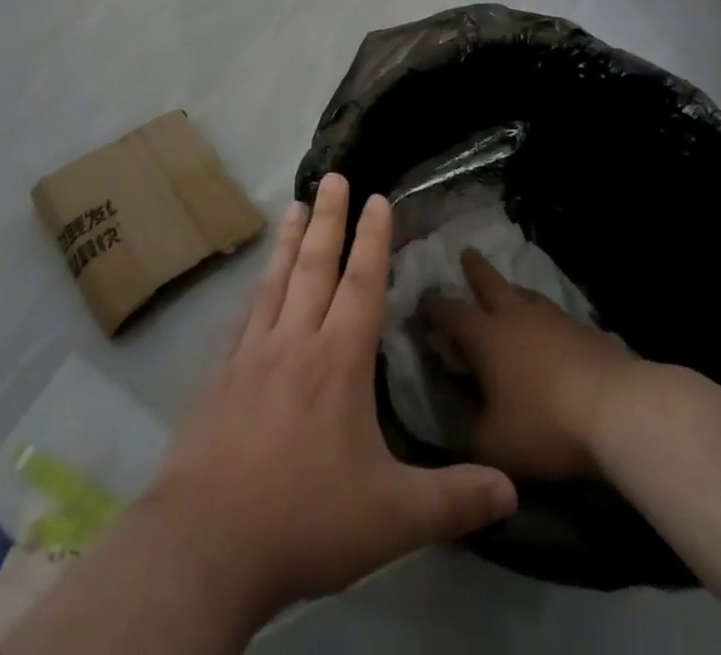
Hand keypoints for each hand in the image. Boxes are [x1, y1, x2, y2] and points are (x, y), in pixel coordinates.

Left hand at [140, 175, 517, 625]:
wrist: (206, 543)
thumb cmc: (306, 520)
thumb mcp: (393, 518)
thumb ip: (454, 498)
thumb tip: (513, 492)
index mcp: (338, 361)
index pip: (361, 283)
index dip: (372, 238)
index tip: (376, 198)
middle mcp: (295, 342)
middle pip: (315, 266)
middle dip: (329, 218)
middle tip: (333, 177)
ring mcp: (252, 355)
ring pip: (276, 281)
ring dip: (289, 240)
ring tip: (295, 205)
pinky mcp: (220, 376)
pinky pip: (246, 315)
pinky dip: (258, 287)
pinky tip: (257, 282)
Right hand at [424, 248, 637, 480]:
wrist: (618, 410)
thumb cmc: (545, 423)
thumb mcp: (493, 443)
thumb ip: (467, 433)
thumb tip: (454, 428)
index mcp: (485, 336)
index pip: (450, 313)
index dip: (432, 307)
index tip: (421, 300)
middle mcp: (516, 316)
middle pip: (490, 283)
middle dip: (475, 270)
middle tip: (466, 253)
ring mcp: (554, 319)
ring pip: (526, 294)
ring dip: (512, 290)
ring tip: (508, 289)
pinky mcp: (587, 331)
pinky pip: (556, 316)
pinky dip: (545, 317)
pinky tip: (551, 328)